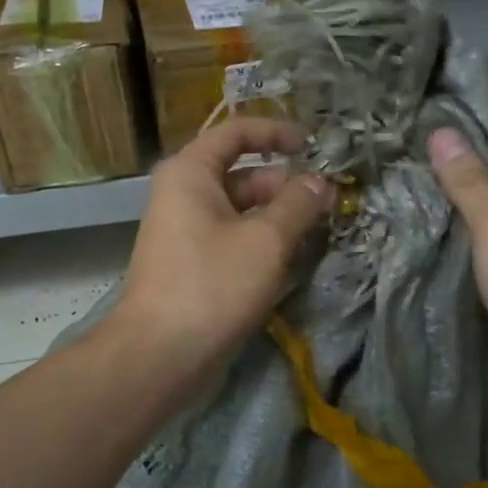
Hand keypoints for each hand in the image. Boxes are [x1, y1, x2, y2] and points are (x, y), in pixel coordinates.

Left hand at [105, 118, 333, 396]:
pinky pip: (234, 237)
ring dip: (279, 216)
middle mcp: (184, 193)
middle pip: (243, 173)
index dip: (277, 132)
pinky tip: (293, 258)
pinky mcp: (193, 263)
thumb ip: (298, 204)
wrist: (159, 355)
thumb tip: (321, 182)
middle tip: (328, 203)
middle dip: (286, 184)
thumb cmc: (212, 285)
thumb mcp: (266, 240)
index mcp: (191, 172)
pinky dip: (262, 240)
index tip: (314, 146)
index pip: (237, 131)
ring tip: (319, 232)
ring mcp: (186, 230)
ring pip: (241, 209)